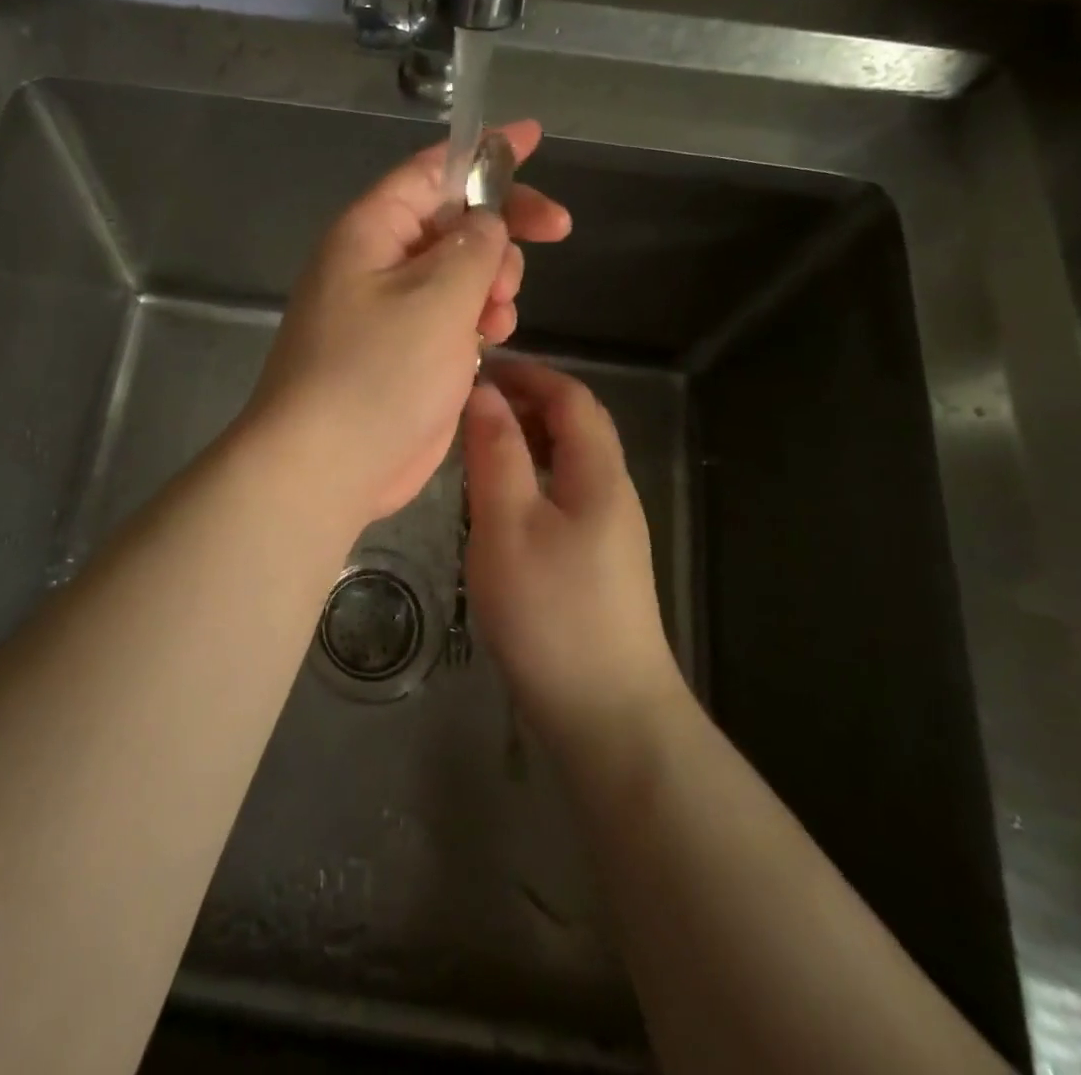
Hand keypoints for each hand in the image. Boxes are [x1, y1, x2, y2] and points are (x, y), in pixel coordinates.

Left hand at [243, 121, 570, 523]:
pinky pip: (451, 318)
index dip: (485, 151)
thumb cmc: (378, 371)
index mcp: (371, 231)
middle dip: (501, 228)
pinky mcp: (404, 354)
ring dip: (492, 283)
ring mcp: (390, 312)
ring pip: (459, 273)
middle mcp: (377, 263)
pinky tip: (488, 342)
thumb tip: (486, 222)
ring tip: (498, 314)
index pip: (432, 170)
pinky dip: (477, 322)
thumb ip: (474, 247)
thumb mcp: (436, 296)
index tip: (535, 137)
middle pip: (453, 221)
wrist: (327, 464)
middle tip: (552, 234)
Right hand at [462, 358, 685, 750]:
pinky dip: (529, 476)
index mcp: (597, 473)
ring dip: (525, 439)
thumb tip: (485, 393)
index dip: (529, 374)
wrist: (607, 712)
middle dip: (526, 402)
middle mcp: (611, 491)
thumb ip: (496, 453)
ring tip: (475, 444)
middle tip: (469, 404)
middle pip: (575, 426)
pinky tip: (496, 500)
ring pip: (567, 462)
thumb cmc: (550, 610)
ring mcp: (608, 529)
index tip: (479, 369)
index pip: (572, 397)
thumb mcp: (508, 524)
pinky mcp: (596, 560)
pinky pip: (562, 494)